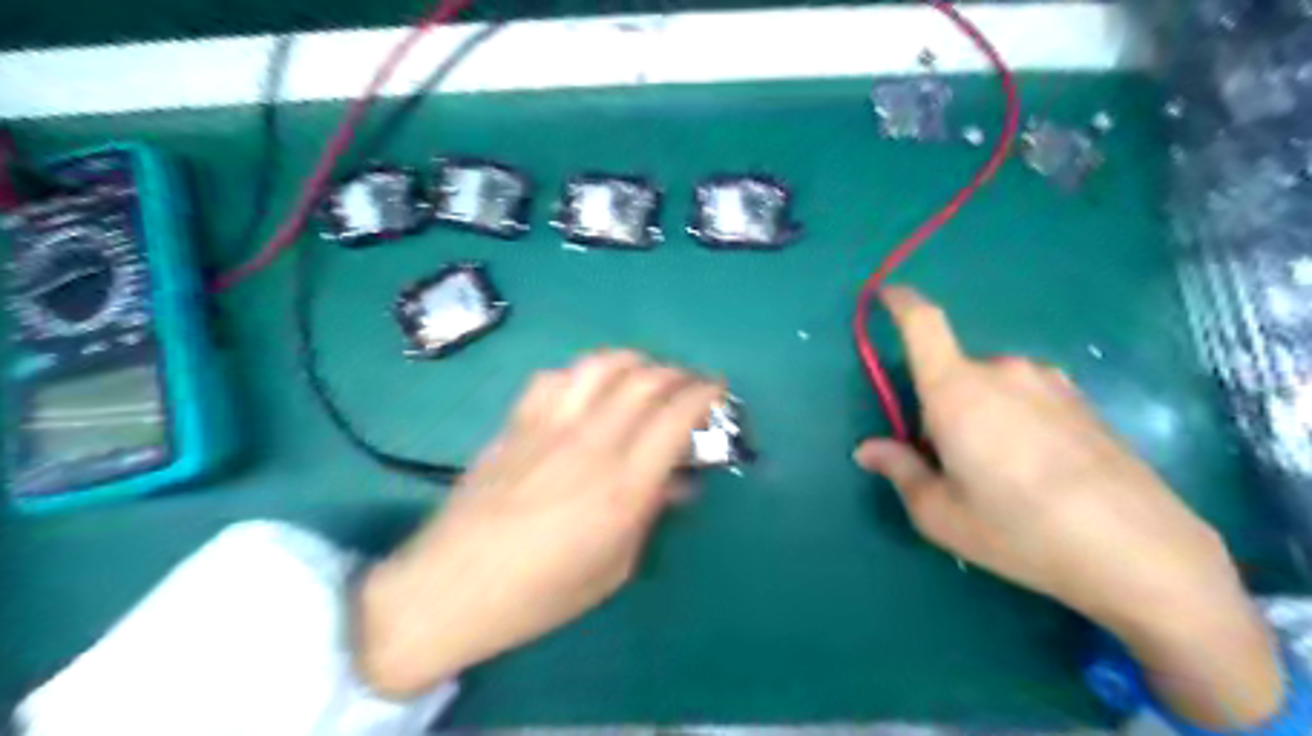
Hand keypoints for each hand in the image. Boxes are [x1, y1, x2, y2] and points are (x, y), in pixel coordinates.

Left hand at [355, 354, 722, 698]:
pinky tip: (588, 387)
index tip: (717, 389)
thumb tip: (678, 482)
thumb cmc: (540, 594)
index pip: (676, 416)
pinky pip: (556, 376)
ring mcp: (550, 426)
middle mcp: (591, 443)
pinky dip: (583, 371)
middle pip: (645, 380)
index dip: (704, 393)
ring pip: (602, 365)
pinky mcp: (518, 422)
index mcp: (623, 486)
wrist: (452, 587)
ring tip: (647, 373)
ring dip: (634, 361)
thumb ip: (650, 515)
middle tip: (689, 384)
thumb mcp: (613, 568)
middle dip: (678, 373)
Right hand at [864, 285, 1283, 723]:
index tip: (886, 296)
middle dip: (938, 405)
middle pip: (951, 372)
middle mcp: (1002, 372)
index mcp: (956, 391)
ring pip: (989, 386)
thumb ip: (899, 471)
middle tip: (950, 462)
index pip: (923, 324)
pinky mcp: (1082, 400)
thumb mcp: (941, 514)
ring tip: (999, 473)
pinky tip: (1038, 472)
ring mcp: (1049, 382)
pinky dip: (1013, 420)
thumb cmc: (1020, 531)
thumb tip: (868, 449)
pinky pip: (1026, 397)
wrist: (1142, 553)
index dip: (901, 302)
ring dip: (978, 414)